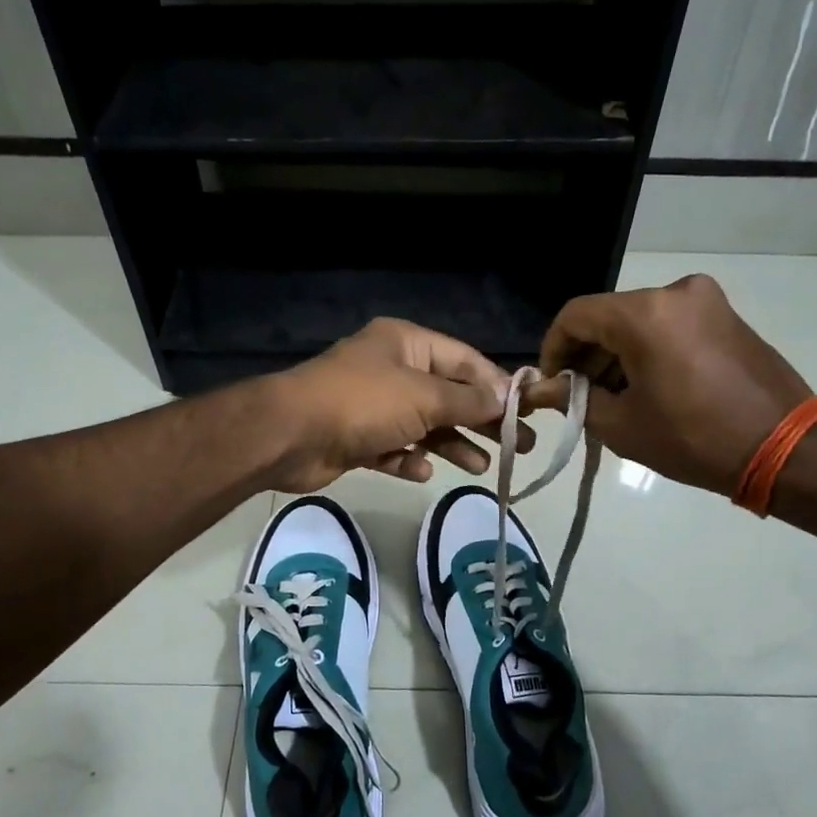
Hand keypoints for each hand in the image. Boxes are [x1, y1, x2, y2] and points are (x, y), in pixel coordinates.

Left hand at [264, 319, 533, 492]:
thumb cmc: (363, 403)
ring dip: (451, 444)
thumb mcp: (424, 397)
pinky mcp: (356, 438)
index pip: (464, 360)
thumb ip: (468, 400)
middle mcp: (391, 370)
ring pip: (423, 425)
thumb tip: (505, 399)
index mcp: (406, 344)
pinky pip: (393, 448)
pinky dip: (409, 459)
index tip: (525, 411)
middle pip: (447, 395)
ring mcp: (372, 406)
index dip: (496, 385)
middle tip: (518, 446)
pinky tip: (423, 472)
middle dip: (480, 420)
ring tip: (481, 467)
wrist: (291, 435)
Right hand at [535, 274, 812, 495]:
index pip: (576, 316)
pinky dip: (647, 351)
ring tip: (613, 400)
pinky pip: (669, 325)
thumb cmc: (693, 438)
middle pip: (608, 316)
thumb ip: (573, 400)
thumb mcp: (622, 425)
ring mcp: (705, 301)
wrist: (784, 446)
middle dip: (586, 356)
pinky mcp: (725, 316)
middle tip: (579, 398)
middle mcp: (674, 292)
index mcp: (644, 313)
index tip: (550, 384)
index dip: (552, 349)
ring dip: (616, 355)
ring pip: (639, 321)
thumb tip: (538, 390)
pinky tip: (647, 389)